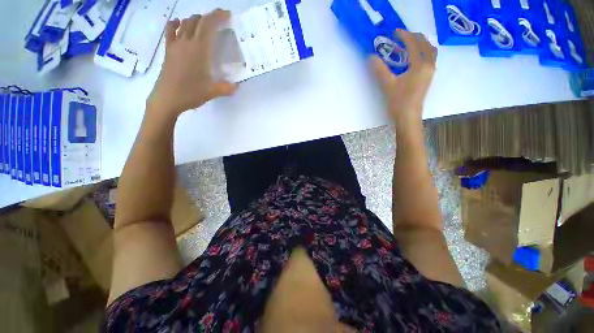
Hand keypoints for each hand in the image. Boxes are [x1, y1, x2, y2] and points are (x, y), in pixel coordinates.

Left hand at [147, 10, 237, 118]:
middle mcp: (187, 42)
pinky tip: (179, 24)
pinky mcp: (168, 50)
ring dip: (195, 20)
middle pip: (197, 21)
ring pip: (185, 23)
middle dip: (209, 17)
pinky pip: (170, 31)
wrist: (167, 98)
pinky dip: (176, 24)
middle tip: (218, 20)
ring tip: (203, 24)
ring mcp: (175, 45)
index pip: (208, 25)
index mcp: (199, 50)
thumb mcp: (213, 92)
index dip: (217, 16)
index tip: (226, 14)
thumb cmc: (191, 93)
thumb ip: (227, 88)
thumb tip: (237, 86)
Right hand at [370, 29, 436, 125]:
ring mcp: (430, 71)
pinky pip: (430, 58)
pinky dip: (423, 51)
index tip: (394, 32)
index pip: (413, 43)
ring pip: (430, 50)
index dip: (404, 35)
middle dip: (414, 37)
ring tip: (409, 44)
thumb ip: (379, 70)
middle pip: (425, 44)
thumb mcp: (387, 85)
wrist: (408, 117)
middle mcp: (429, 65)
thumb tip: (370, 57)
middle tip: (401, 36)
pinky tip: (414, 57)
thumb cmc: (399, 102)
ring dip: (421, 43)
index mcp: (420, 65)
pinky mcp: (428, 77)